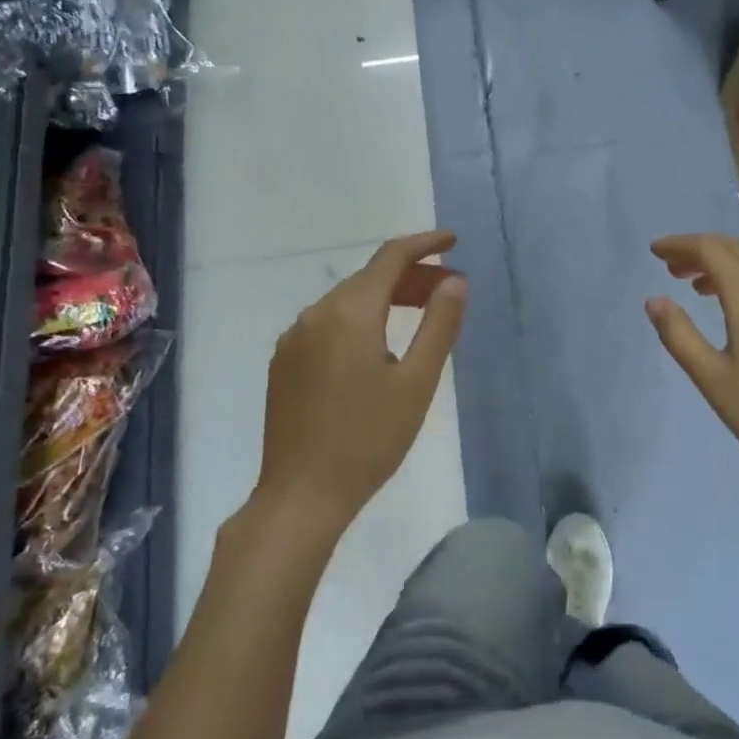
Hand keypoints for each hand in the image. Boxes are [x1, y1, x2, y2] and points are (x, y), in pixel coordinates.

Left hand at [257, 231, 466, 536]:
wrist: (301, 495)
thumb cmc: (369, 440)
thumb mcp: (417, 382)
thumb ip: (440, 324)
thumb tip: (455, 281)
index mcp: (350, 312)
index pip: (390, 257)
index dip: (424, 245)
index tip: (452, 243)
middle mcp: (316, 313)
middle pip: (369, 278)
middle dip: (411, 277)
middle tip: (449, 291)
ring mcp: (294, 338)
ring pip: (347, 301)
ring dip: (386, 299)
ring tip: (420, 316)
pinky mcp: (284, 362)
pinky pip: (327, 324)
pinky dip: (360, 319)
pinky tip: (377, 345)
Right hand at [646, 233, 738, 497]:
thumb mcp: (711, 379)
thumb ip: (678, 334)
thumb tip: (655, 300)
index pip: (711, 250)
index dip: (680, 244)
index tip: (655, 251)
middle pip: (737, 251)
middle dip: (701, 252)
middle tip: (672, 267)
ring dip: (728, 269)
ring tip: (701, 289)